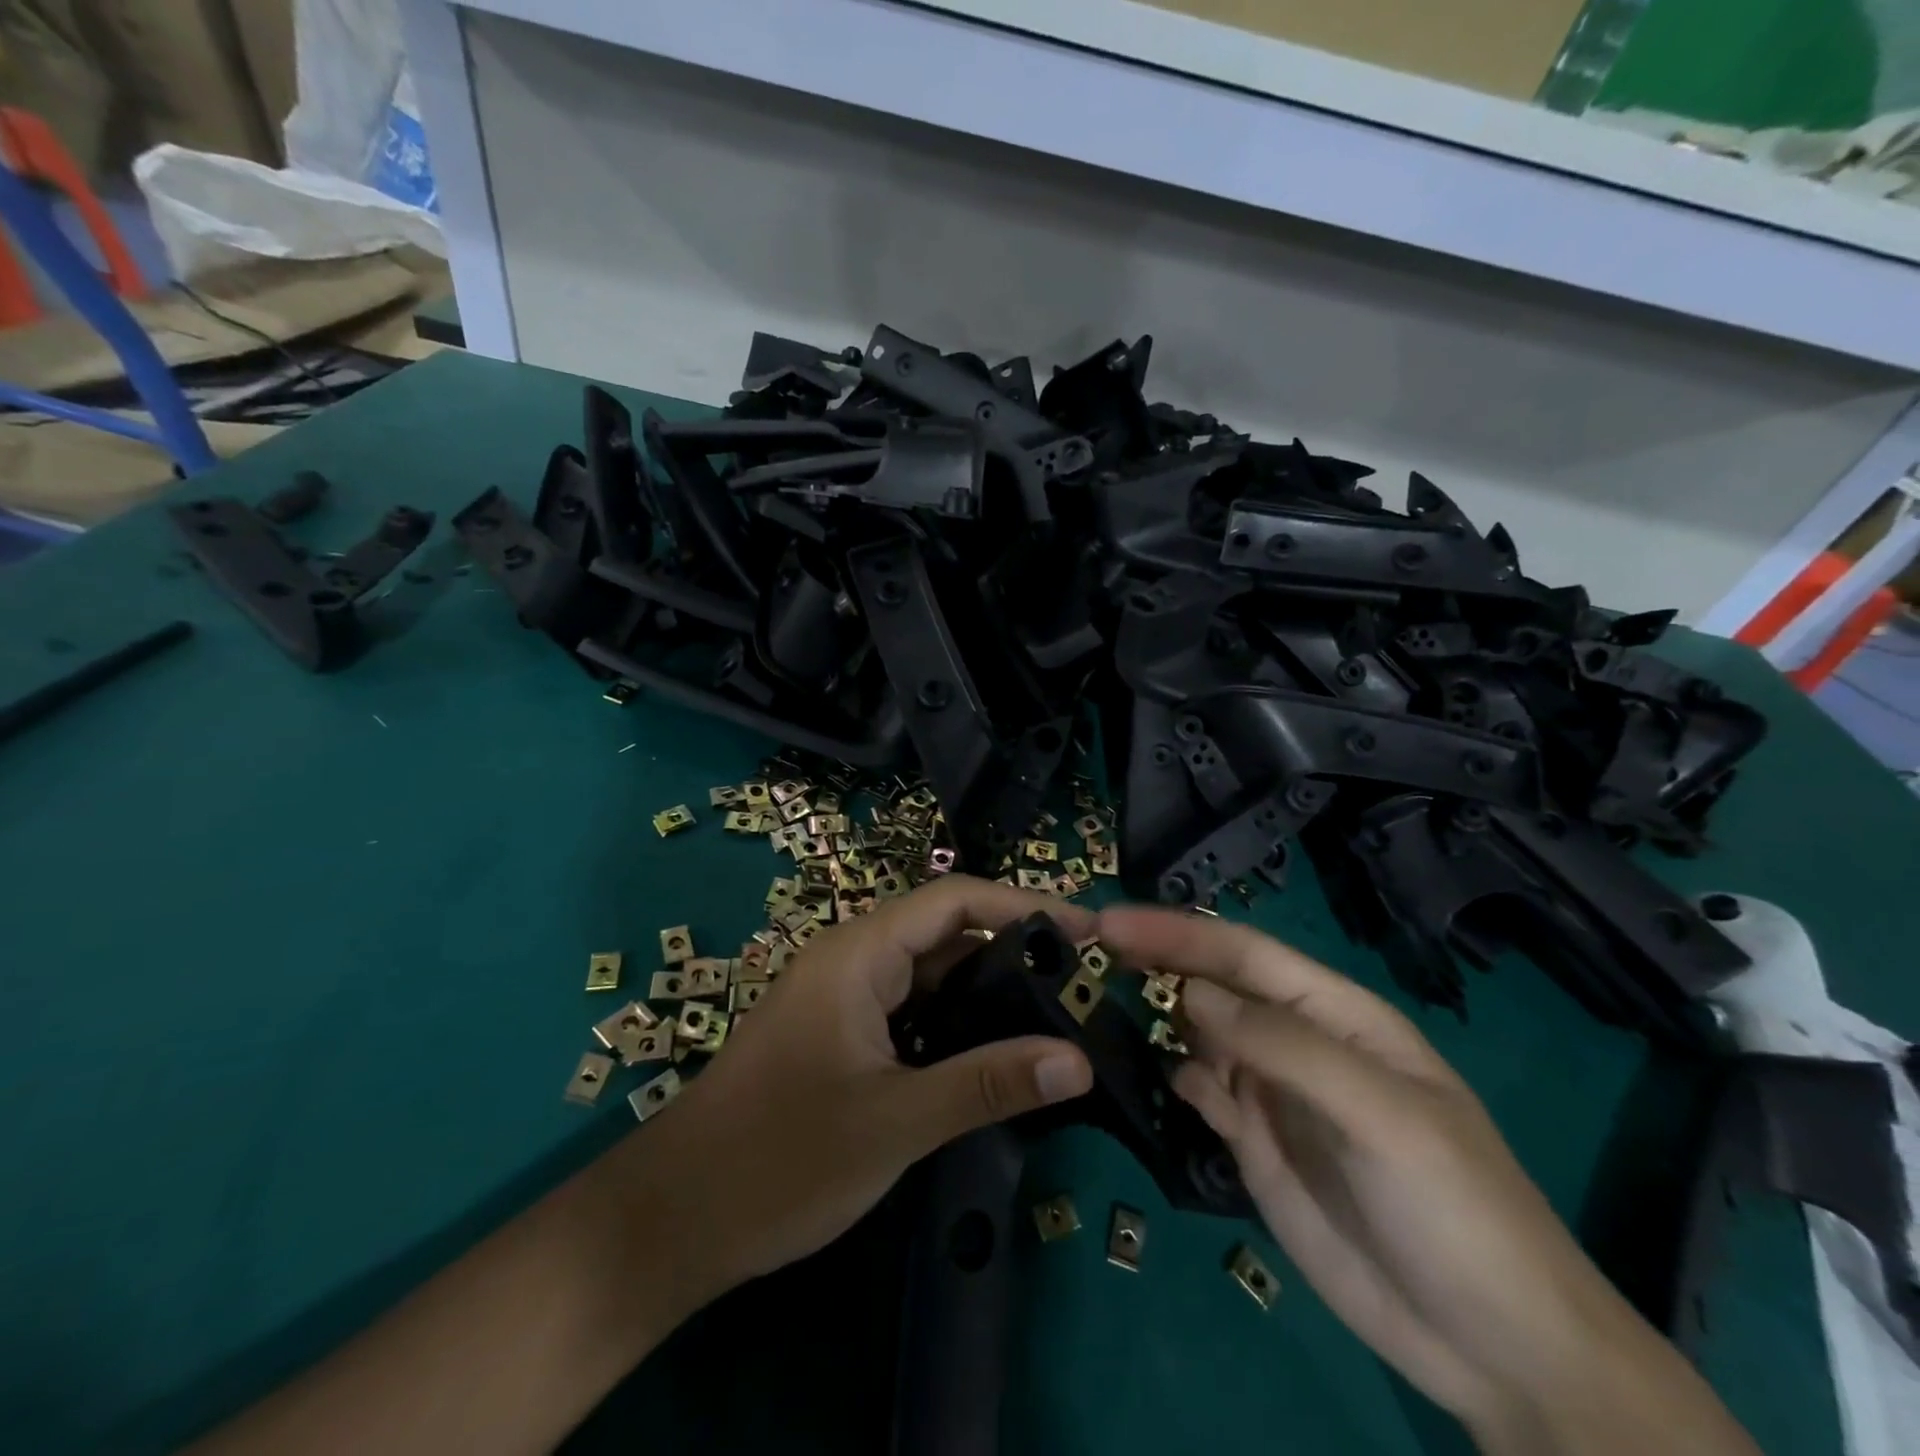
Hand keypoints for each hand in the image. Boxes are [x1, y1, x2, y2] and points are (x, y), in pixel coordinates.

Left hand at [604, 876, 1095, 1310]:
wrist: (675, 1218)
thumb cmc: (781, 1159)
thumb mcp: (895, 1121)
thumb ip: (987, 1084)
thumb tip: (1079, 1062)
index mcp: (859, 953)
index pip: (955, 900)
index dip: (1024, 905)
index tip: (1088, 932)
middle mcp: (852, 959)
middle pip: (946, 931)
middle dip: (1014, 948)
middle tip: (1083, 982)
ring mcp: (843, 996)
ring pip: (929, 973)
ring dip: (987, 989)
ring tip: (1055, 1015)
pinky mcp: (840, 1032)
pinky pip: (911, 1008)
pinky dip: (956, 1021)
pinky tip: (994, 1053)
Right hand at [1096, 906, 1756, 1455]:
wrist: (1493, 1346)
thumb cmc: (1454, 1208)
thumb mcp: (1381, 1115)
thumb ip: (1285, 1047)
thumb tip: (1192, 994)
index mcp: (1336, 1014)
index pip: (1244, 953)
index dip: (1178, 931)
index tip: (1111, 921)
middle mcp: (1296, 1039)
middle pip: (1214, 982)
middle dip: (1156, 958)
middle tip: (1086, 945)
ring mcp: (1272, 1090)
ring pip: (1198, 1030)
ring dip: (1154, 1010)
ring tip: (1095, 996)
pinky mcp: (1253, 1140)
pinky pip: (1200, 1088)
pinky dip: (1171, 1072)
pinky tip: (1145, 1071)